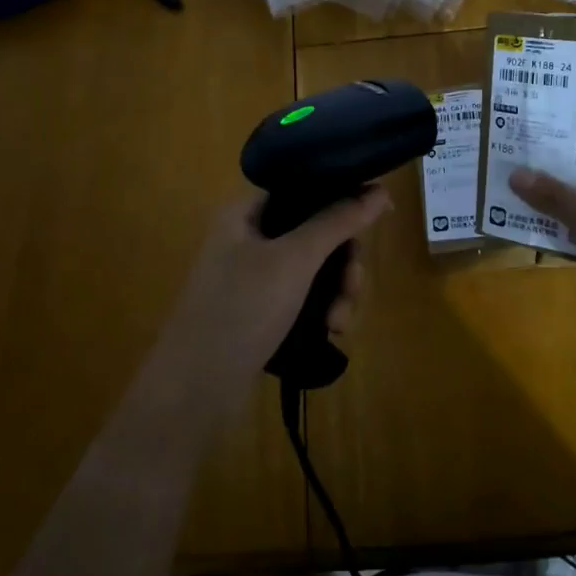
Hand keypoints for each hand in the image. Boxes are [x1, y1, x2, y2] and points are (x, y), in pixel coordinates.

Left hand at [156, 188, 389, 396]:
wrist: (195, 389)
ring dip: (337, 292)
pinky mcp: (261, 310)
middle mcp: (249, 238)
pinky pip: (304, 297)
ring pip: (315, 268)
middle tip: (354, 285)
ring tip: (339, 322)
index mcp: (246, 212)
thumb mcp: (294, 260)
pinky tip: (332, 332)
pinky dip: (322, 310)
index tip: (379, 213)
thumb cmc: (241, 309)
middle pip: (315, 230)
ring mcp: (254, 277)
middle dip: (343, 261)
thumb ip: (337, 221)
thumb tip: (381, 189)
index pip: (303, 186)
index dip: (343, 195)